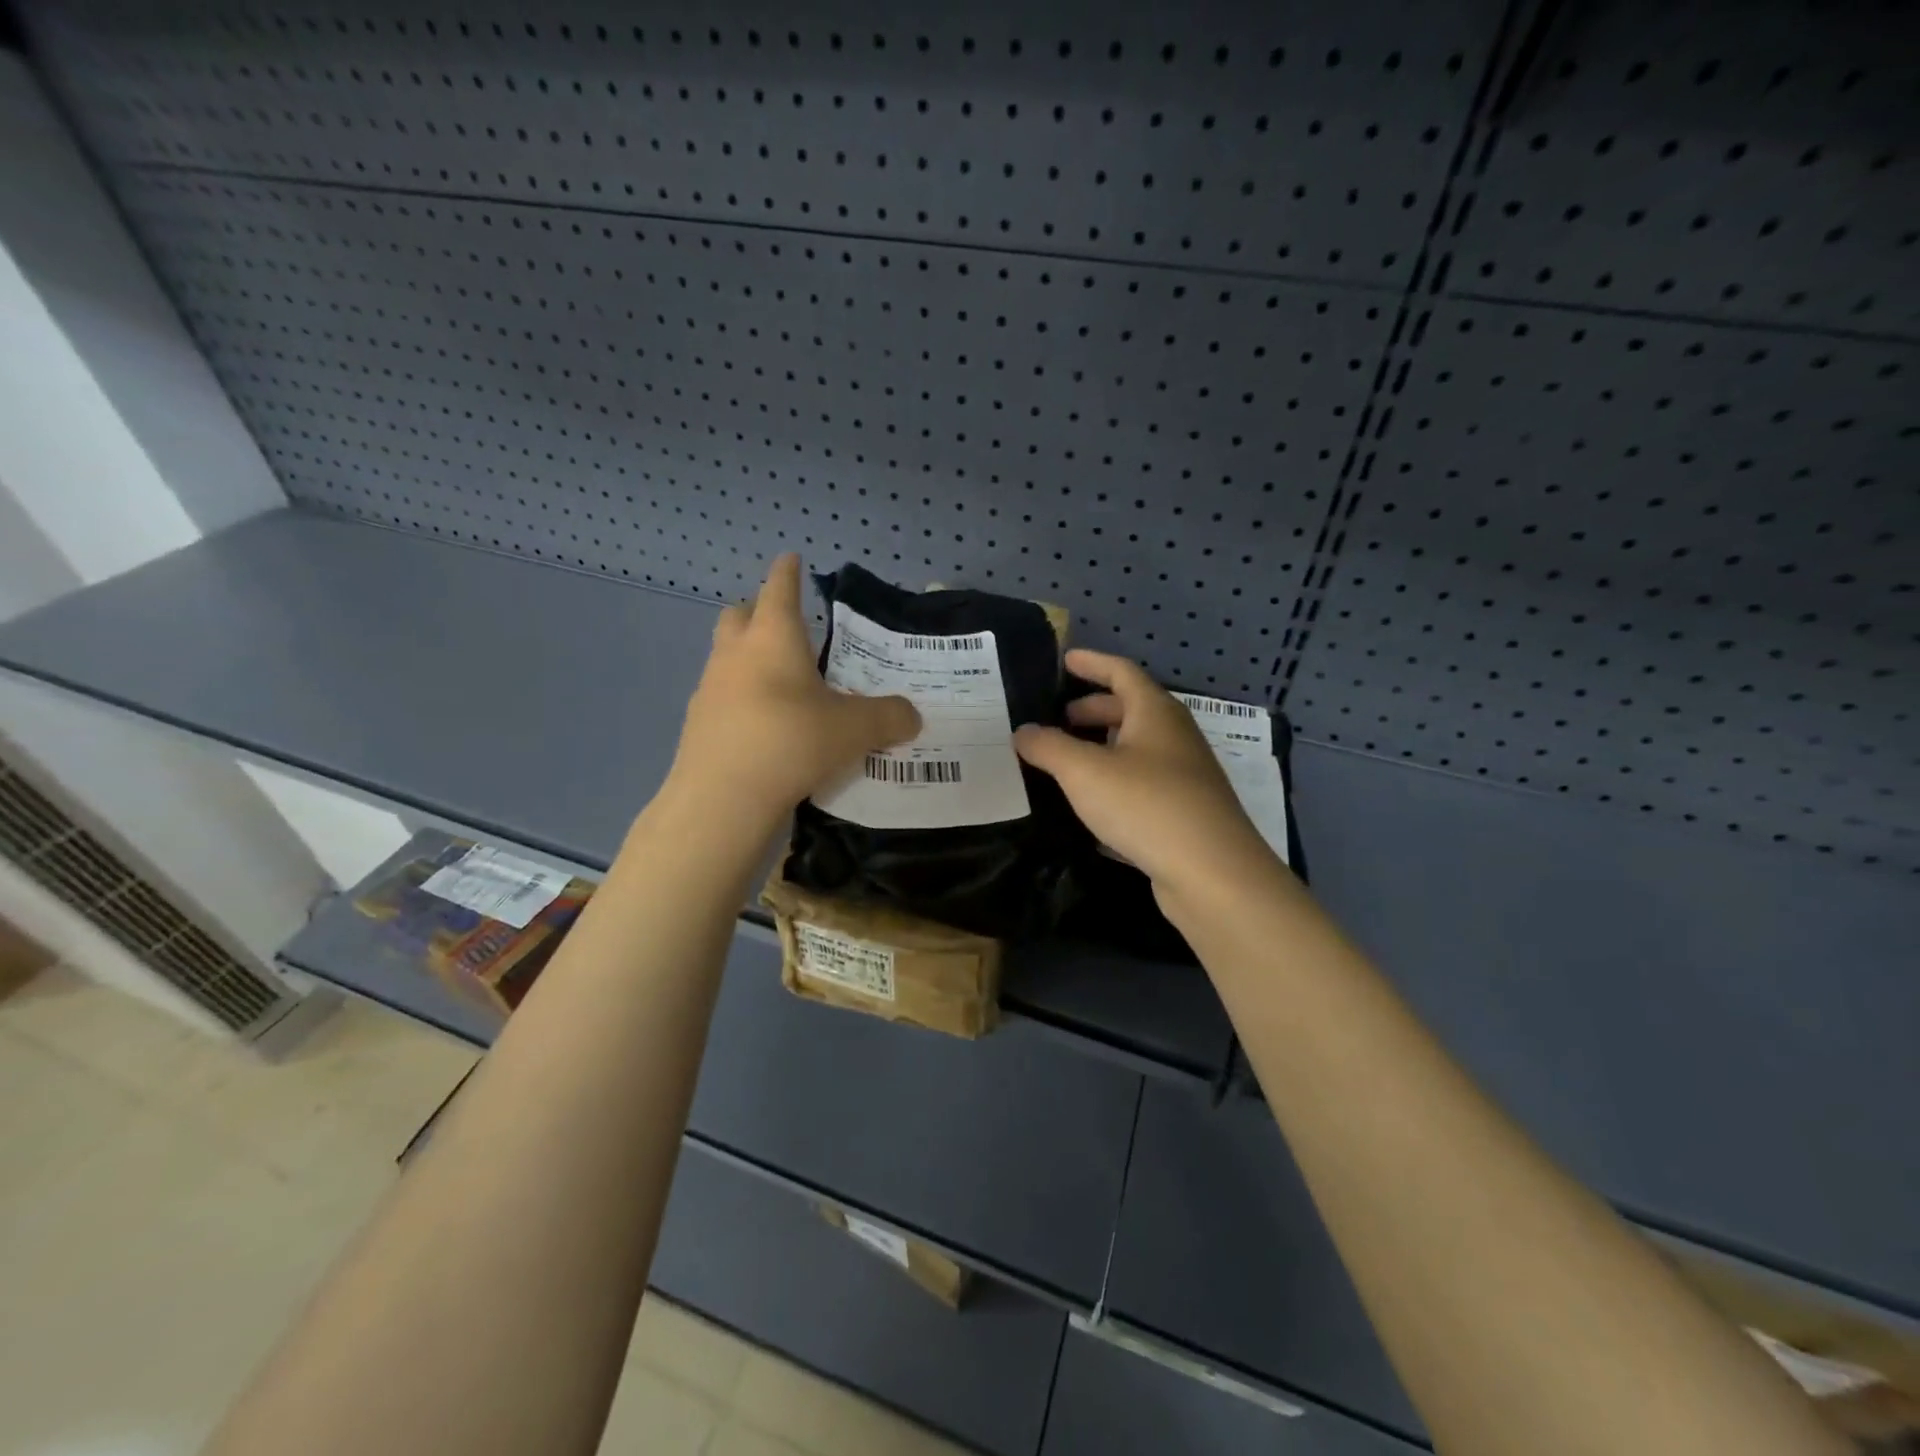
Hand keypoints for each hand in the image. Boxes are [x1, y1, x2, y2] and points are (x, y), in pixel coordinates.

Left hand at [667, 555, 919, 824]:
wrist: (722, 799)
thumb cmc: (792, 742)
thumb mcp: (855, 730)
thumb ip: (889, 717)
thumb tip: (912, 716)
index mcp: (774, 637)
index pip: (779, 588)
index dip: (788, 572)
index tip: (792, 558)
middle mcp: (736, 653)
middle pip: (739, 614)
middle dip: (759, 611)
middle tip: (787, 625)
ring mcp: (710, 688)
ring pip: (726, 656)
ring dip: (749, 657)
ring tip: (781, 680)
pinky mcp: (698, 723)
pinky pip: (721, 695)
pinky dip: (741, 697)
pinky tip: (764, 724)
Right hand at [1014, 649, 1279, 904]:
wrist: (1211, 872)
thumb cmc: (1146, 805)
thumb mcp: (1084, 772)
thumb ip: (1048, 747)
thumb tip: (1023, 732)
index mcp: (1155, 712)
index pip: (1121, 672)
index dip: (1092, 663)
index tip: (1065, 661)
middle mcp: (1175, 737)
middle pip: (1132, 710)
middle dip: (1094, 711)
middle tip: (1060, 719)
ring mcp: (1185, 775)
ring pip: (1138, 749)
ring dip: (1104, 748)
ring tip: (1070, 761)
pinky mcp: (1185, 811)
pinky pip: (1144, 784)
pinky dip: (1116, 782)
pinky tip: (1094, 804)